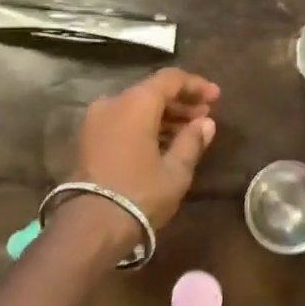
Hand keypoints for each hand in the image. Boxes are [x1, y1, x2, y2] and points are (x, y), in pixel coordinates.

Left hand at [72, 68, 220, 231]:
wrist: (90, 226)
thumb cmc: (140, 194)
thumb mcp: (175, 171)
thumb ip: (192, 141)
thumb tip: (206, 123)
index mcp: (136, 102)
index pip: (170, 79)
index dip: (196, 85)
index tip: (216, 97)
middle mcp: (113, 102)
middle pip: (152, 91)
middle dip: (180, 102)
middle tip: (205, 116)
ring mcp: (96, 119)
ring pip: (136, 106)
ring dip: (163, 115)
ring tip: (189, 131)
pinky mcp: (88, 138)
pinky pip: (123, 120)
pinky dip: (144, 125)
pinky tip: (164, 142)